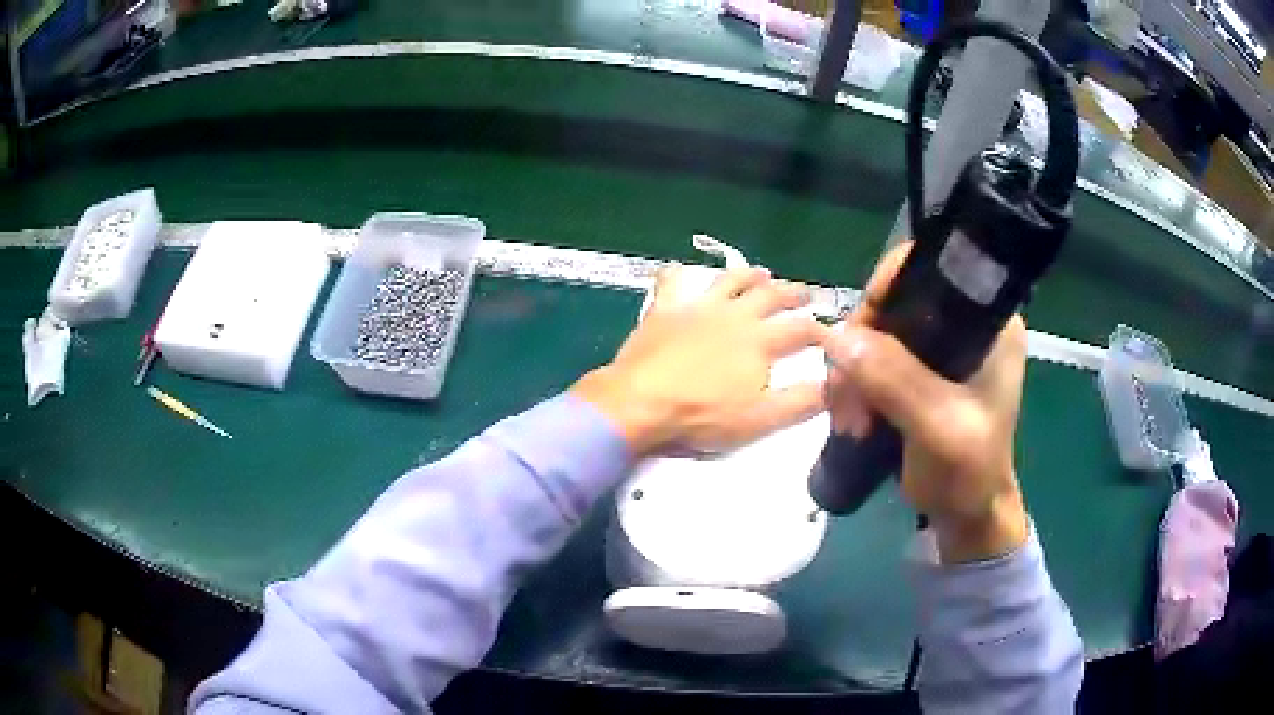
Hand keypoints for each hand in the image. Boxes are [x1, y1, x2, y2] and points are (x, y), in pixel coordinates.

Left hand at [573, 266, 828, 457]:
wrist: (639, 403)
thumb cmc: (702, 415)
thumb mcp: (760, 419)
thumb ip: (800, 401)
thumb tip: (835, 384)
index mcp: (760, 341)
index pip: (801, 330)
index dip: (821, 331)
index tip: (833, 334)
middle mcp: (734, 315)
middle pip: (771, 296)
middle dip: (792, 293)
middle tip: (805, 292)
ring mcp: (698, 307)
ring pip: (730, 281)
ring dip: (749, 275)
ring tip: (760, 273)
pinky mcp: (665, 309)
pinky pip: (673, 282)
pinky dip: (678, 274)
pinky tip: (679, 269)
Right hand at [822, 242, 1028, 562]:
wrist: (967, 517)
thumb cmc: (968, 472)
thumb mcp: (937, 427)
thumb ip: (896, 380)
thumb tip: (838, 336)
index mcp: (990, 322)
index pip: (930, 271)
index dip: (886, 290)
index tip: (858, 337)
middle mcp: (967, 324)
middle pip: (896, 304)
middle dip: (861, 349)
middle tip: (847, 398)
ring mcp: (944, 349)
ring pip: (879, 335)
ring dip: (854, 374)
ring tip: (848, 421)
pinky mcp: (924, 373)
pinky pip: (877, 360)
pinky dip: (857, 385)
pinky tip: (851, 418)